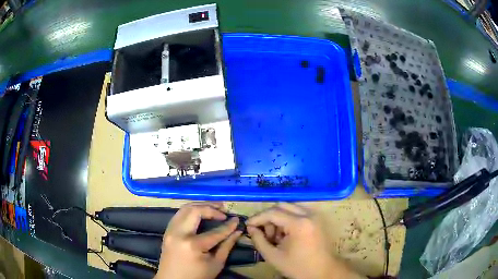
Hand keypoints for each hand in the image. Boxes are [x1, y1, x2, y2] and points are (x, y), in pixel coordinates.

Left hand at [155, 202, 241, 278]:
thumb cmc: (196, 276)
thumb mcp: (216, 264)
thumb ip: (227, 246)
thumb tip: (238, 231)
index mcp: (193, 245)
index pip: (215, 231)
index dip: (228, 225)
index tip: (237, 219)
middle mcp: (179, 233)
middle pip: (195, 211)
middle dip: (211, 207)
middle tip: (224, 209)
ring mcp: (170, 231)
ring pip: (184, 209)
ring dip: (200, 205)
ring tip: (214, 208)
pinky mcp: (167, 231)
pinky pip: (178, 215)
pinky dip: (190, 211)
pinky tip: (199, 213)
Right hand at [246, 203, 362, 278]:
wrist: (324, 271)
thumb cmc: (298, 267)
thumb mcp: (273, 256)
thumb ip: (259, 240)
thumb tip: (251, 228)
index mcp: (299, 224)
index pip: (273, 212)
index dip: (257, 218)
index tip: (247, 225)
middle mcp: (309, 214)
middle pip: (281, 205)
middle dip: (268, 217)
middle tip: (264, 233)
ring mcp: (315, 215)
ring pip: (290, 208)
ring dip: (279, 218)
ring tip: (276, 237)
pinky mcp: (317, 219)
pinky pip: (298, 212)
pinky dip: (288, 220)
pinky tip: (286, 235)